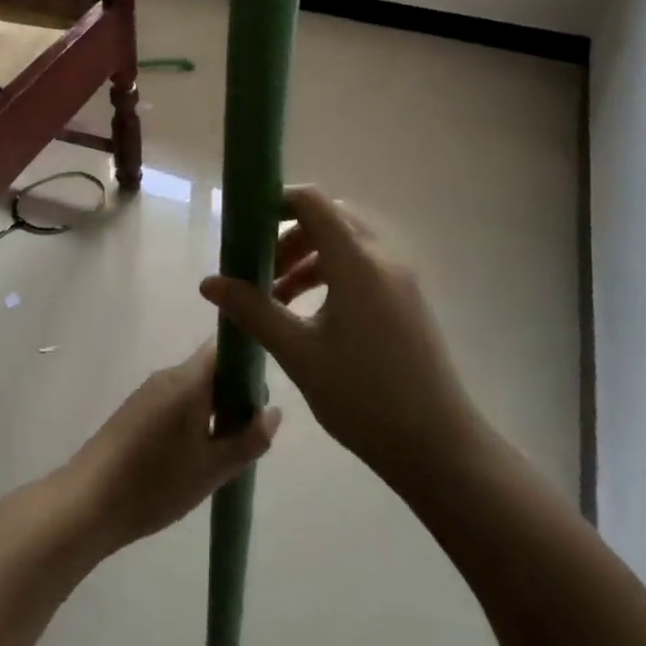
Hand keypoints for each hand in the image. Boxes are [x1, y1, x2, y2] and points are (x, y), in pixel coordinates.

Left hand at [60, 343, 280, 552]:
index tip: (264, 393)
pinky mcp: (134, 410)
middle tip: (249, 432)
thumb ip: (249, 439)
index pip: (225, 348)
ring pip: (193, 388)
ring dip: (213, 408)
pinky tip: (193, 455)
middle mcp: (168, 376)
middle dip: (235, 393)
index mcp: (188, 380)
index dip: (249, 362)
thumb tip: (274, 411)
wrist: (87, 503)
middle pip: (211, 368)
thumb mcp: (212, 468)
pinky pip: (174, 401)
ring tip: (224, 450)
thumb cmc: (155, 483)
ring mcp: (148, 392)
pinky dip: (192, 417)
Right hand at [200, 186, 478, 481]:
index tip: (246, 226)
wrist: (436, 444)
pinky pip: (363, 263)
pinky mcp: (407, 298)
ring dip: (309, 255)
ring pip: (347, 241)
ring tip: (278, 294)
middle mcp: (382, 257)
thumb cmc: (362, 396)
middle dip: (289, 234)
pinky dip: (332, 271)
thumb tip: (209, 283)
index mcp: (356, 262)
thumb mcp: (298, 353)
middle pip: (329, 217)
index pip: (313, 202)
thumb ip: (253, 310)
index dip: (276, 202)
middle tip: (260, 267)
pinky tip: (310, 311)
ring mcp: (400, 277)